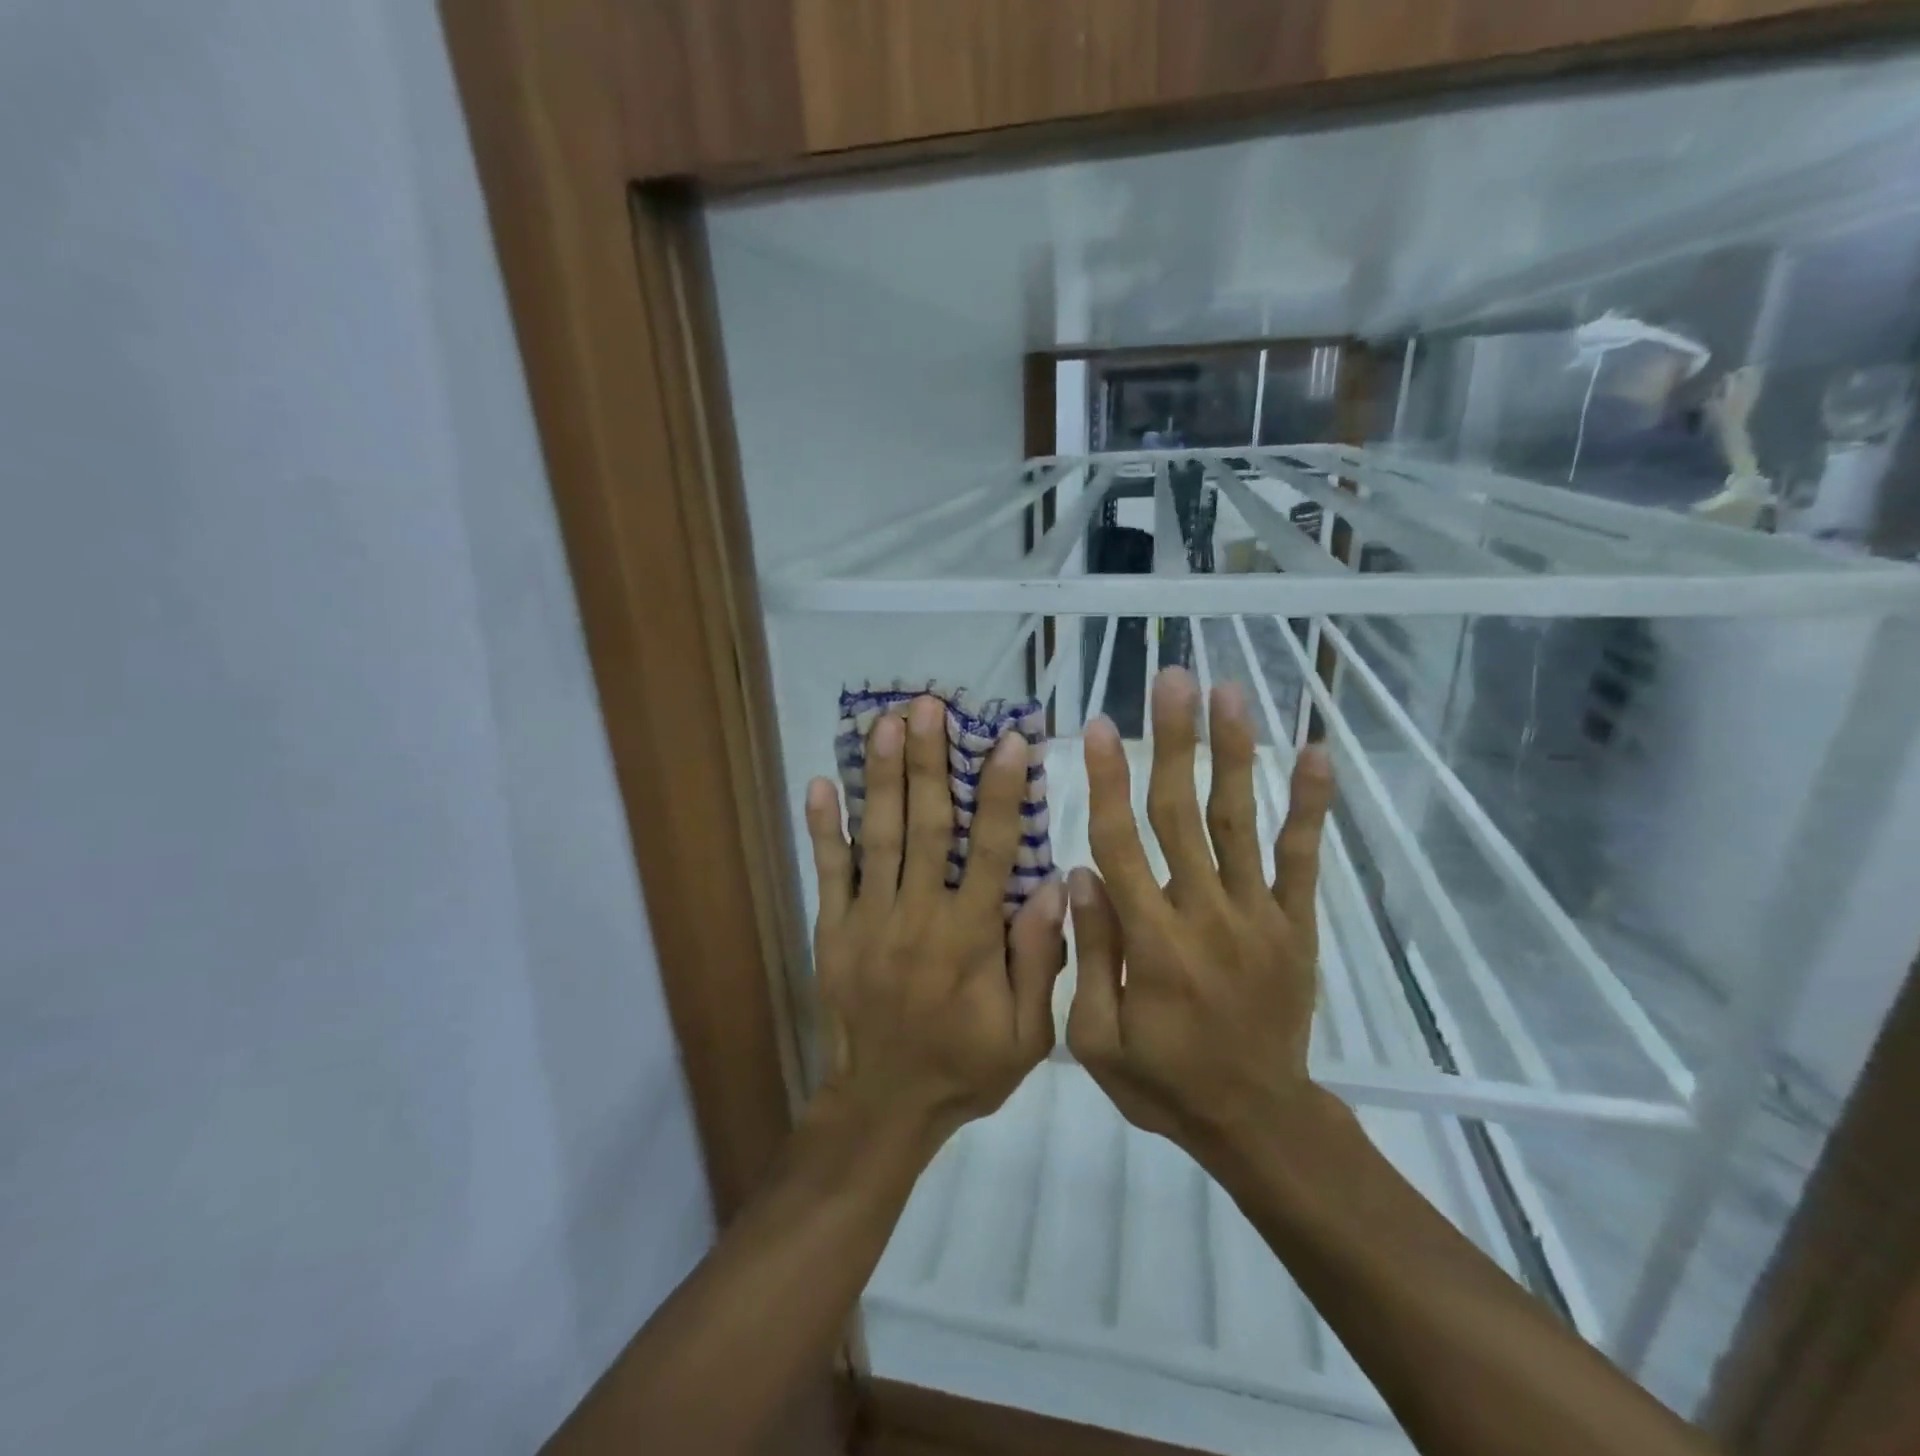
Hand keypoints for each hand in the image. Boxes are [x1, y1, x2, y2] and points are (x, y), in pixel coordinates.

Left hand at [804, 695, 1066, 1152]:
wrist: (882, 1108)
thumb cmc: (964, 1068)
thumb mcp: (1027, 1035)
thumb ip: (1039, 960)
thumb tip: (1056, 886)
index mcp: (970, 937)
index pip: (989, 850)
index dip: (1000, 793)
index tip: (1009, 741)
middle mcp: (918, 916)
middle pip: (926, 826)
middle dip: (928, 761)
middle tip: (928, 706)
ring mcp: (868, 919)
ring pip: (877, 836)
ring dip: (881, 776)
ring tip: (884, 724)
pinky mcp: (832, 930)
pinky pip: (828, 871)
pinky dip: (823, 827)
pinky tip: (819, 783)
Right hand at [1066, 668, 1334, 1154]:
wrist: (1258, 1123)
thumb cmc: (1165, 1082)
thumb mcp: (1097, 1040)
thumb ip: (1091, 954)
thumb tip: (1083, 871)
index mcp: (1152, 942)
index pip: (1122, 844)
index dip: (1107, 781)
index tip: (1096, 725)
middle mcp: (1206, 914)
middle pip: (1182, 813)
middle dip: (1174, 740)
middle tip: (1171, 679)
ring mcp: (1259, 915)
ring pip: (1239, 820)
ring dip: (1234, 752)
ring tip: (1228, 692)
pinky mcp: (1297, 924)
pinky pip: (1304, 858)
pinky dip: (1310, 805)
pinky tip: (1315, 754)